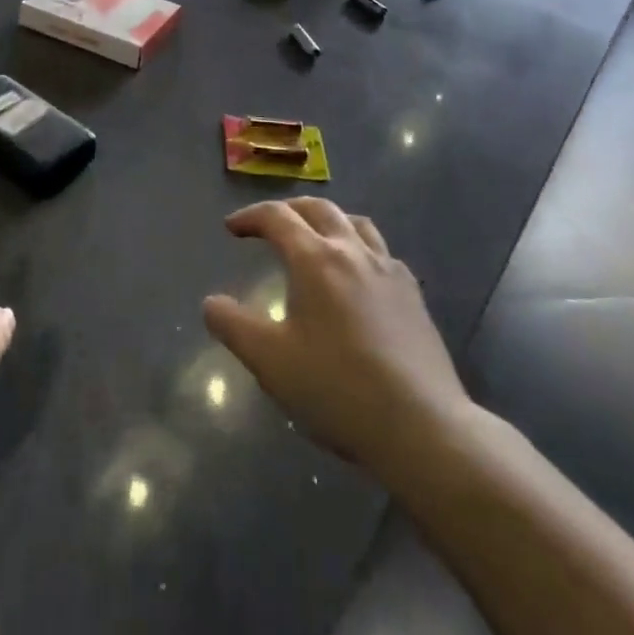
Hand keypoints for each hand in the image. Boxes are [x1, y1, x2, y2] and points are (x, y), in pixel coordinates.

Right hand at [203, 199, 471, 480]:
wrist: (422, 425)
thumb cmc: (337, 389)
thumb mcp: (270, 362)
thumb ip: (233, 326)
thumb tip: (212, 303)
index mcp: (315, 259)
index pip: (277, 217)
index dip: (250, 216)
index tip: (232, 228)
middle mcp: (352, 251)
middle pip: (318, 209)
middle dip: (288, 210)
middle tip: (268, 225)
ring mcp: (389, 269)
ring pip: (355, 222)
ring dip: (327, 220)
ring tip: (314, 238)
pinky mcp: (413, 294)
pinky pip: (381, 251)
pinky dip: (358, 247)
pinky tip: (357, 275)